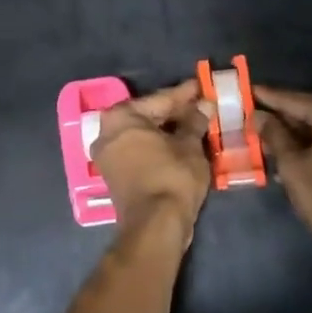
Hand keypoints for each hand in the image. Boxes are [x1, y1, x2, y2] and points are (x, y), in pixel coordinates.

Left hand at [90, 81, 211, 250]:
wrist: (155, 226)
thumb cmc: (172, 177)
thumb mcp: (189, 145)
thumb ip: (195, 122)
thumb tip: (204, 106)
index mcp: (121, 117)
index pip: (159, 99)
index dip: (185, 93)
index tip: (202, 85)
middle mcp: (107, 132)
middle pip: (149, 116)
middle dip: (176, 112)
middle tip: (202, 105)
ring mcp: (108, 156)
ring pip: (145, 135)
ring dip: (169, 131)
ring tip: (196, 124)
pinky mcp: (115, 176)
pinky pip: (141, 151)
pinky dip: (159, 147)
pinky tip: (181, 145)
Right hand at [255, 86, 311, 259]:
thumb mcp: (293, 166)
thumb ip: (274, 136)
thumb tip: (259, 116)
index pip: (294, 99)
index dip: (268, 97)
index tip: (248, 91)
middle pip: (311, 112)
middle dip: (283, 120)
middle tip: (255, 122)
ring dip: (298, 137)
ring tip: (270, 145)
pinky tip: (297, 160)